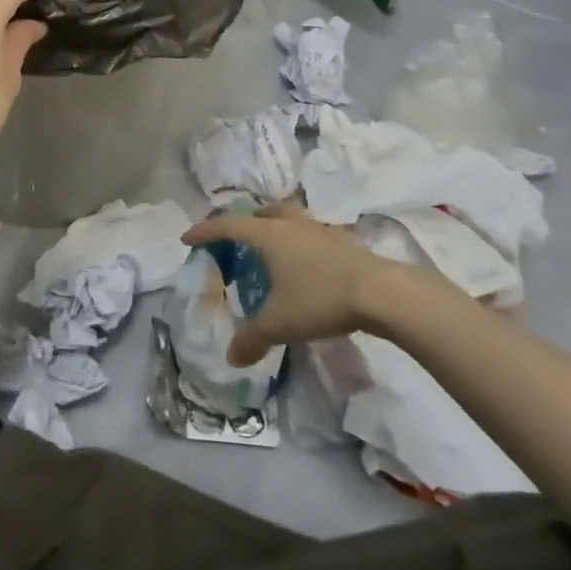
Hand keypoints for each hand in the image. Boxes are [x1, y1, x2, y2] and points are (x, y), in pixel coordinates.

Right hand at [181, 203, 457, 365]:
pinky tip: (305, 266)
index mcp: (268, 235)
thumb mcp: (281, 323)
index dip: (205, 231)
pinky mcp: (343, 242)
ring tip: (271, 250)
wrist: (382, 293)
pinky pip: (310, 234)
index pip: (227, 226)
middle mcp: (291, 226)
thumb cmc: (321, 299)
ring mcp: (319, 230)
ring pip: (289, 219)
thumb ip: (252, 338)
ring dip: (274, 228)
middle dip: (244, 222)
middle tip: (236, 239)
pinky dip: (299, 243)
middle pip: (262, 212)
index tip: (188, 238)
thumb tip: (231, 357)